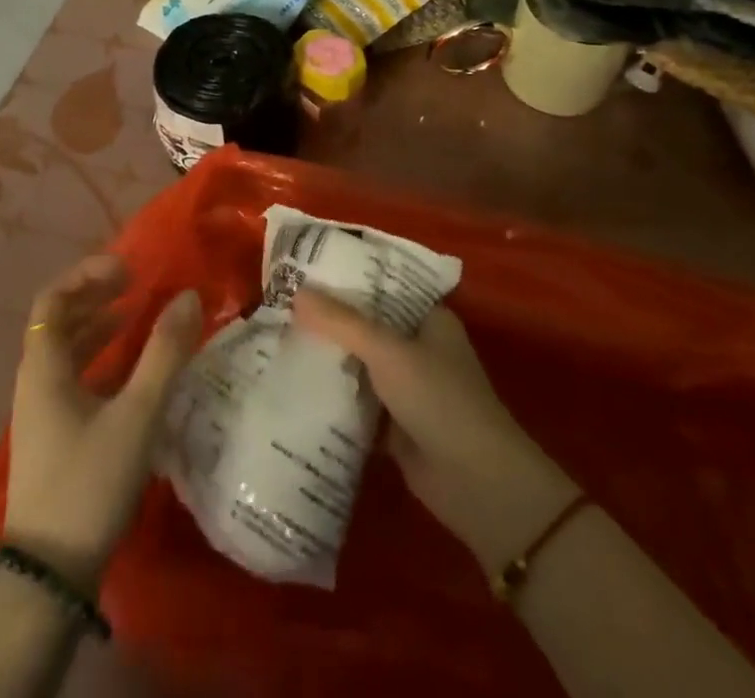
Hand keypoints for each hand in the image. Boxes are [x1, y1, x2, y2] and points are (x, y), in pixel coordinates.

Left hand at [5, 255, 202, 592]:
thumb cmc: (90, 482)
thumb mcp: (136, 415)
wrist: (51, 575)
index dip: (86, 274)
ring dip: (99, 325)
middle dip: (96, 295)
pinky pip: (74, 376)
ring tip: (137, 314)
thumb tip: (189, 296)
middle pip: (58, 320)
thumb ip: (164, 354)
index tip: (126, 268)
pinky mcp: (54, 435)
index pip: (52, 299)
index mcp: (43, 368)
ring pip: (67, 350)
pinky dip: (100, 358)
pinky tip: (132, 369)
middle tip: (136, 283)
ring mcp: (41, 411)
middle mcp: (35, 382)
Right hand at [293, 291, 575, 578]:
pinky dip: (334, 400)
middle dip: (330, 320)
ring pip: (360, 365)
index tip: (305, 270)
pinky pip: (358, 404)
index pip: (382, 286)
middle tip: (282, 305)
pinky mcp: (396, 426)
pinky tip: (295, 388)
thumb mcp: (387, 351)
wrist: (476, 484)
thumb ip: (341, 323)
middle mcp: (419, 347)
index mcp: (429, 319)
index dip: (347, 278)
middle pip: (367, 326)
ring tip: (278, 340)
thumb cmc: (439, 399)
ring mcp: (408, 388)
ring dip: (330, 360)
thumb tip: (296, 292)